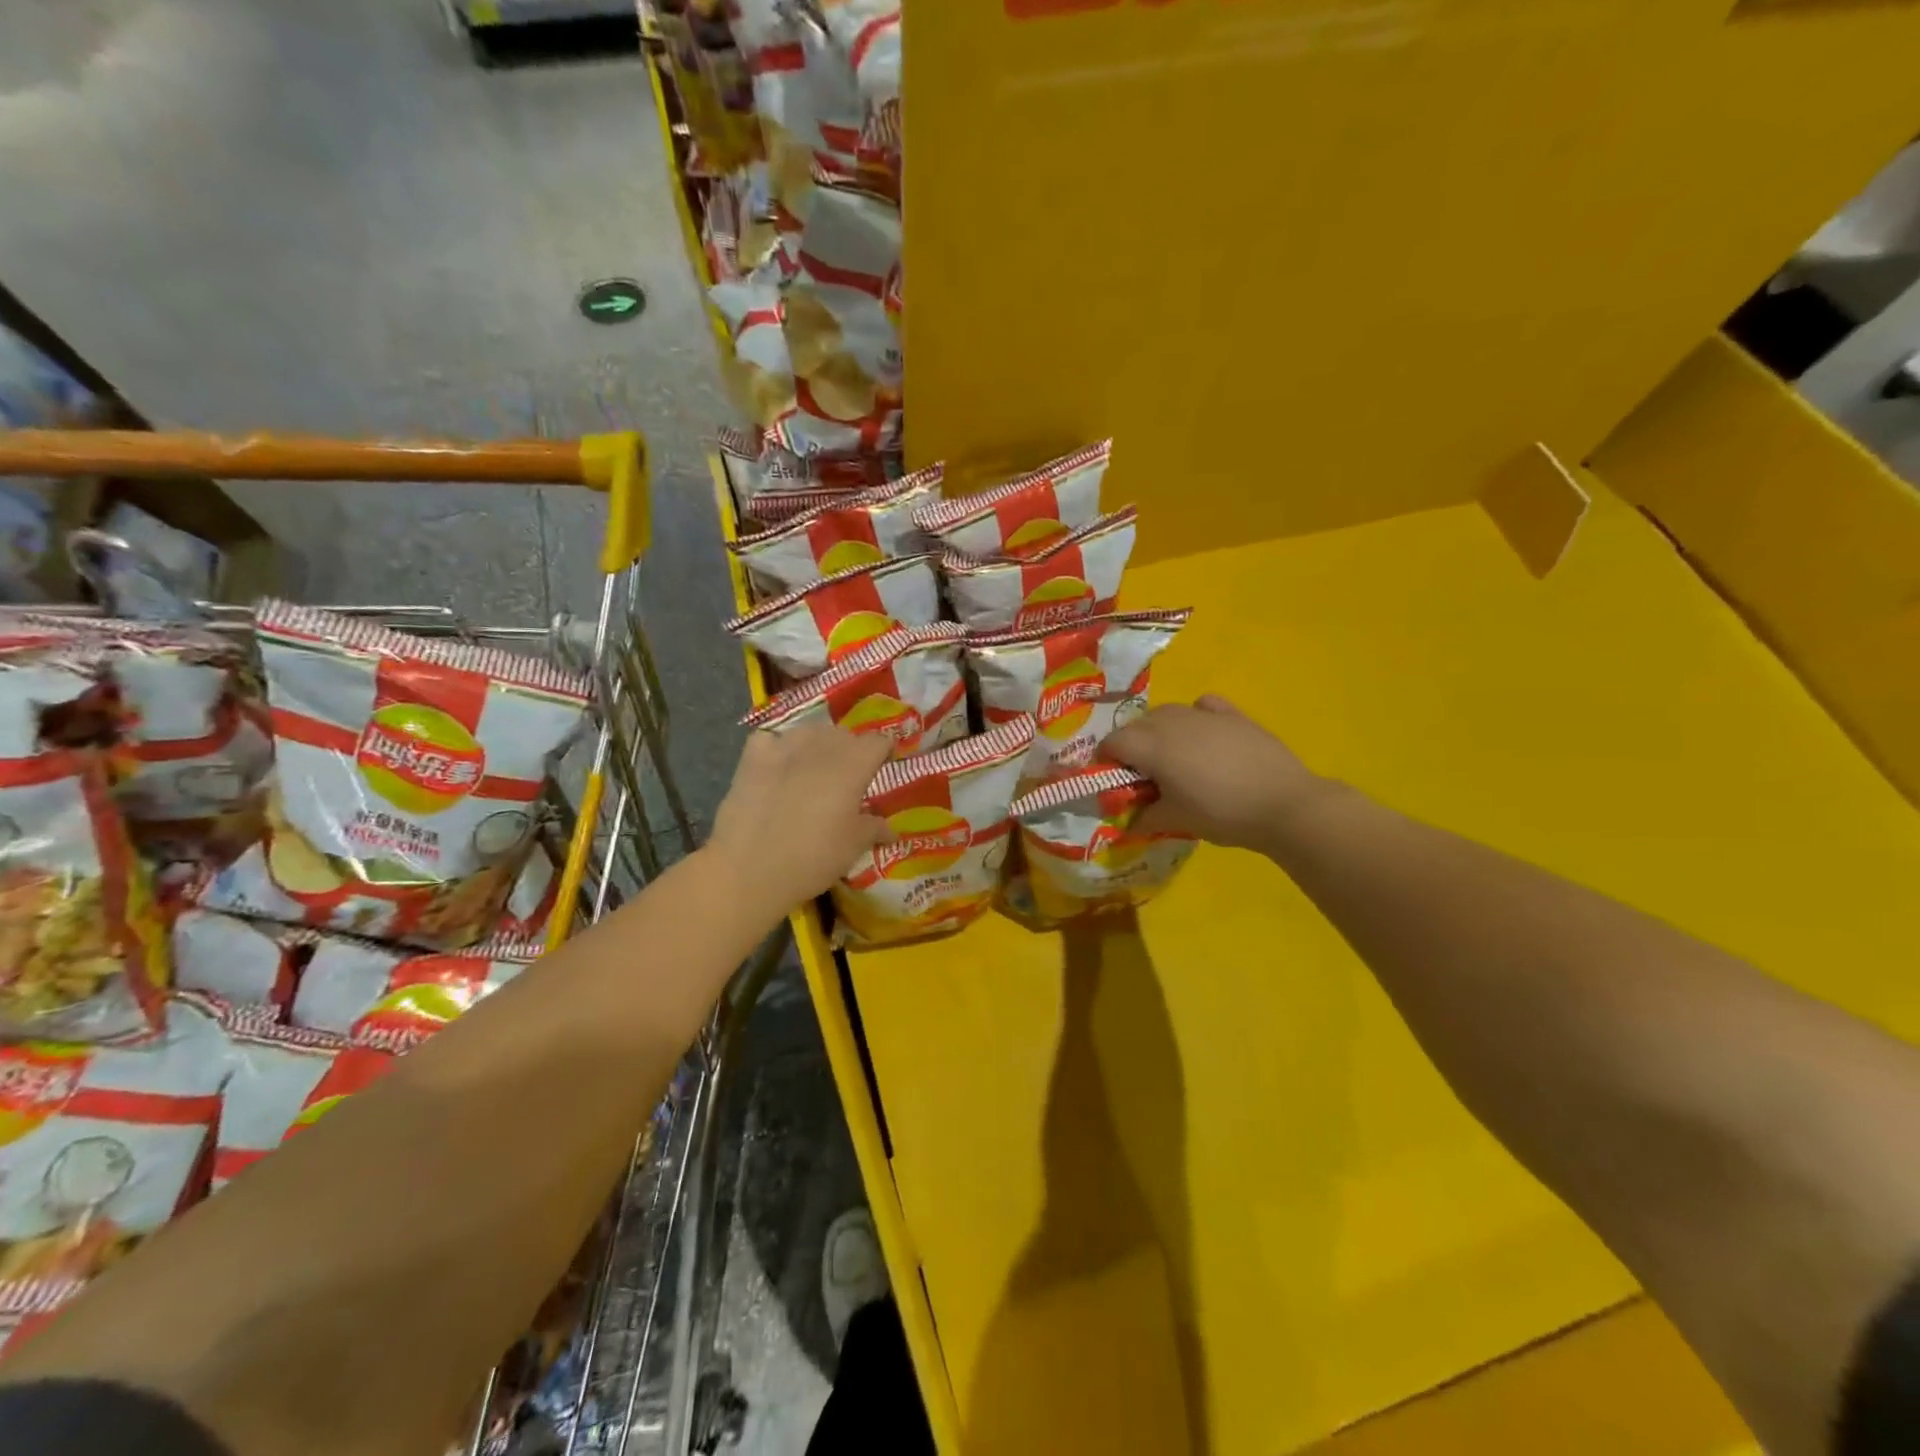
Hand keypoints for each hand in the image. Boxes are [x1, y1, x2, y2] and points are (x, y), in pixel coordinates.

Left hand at [706, 723, 892, 913]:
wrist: (749, 870)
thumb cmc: (813, 859)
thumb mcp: (853, 847)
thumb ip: (874, 828)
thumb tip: (888, 827)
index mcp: (853, 765)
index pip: (878, 742)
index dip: (884, 752)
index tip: (883, 768)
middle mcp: (820, 747)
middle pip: (844, 734)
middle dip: (851, 750)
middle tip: (849, 777)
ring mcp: (783, 748)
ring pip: (809, 731)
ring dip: (818, 744)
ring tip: (814, 768)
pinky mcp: (752, 758)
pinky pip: (770, 738)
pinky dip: (778, 746)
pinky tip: (778, 765)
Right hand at [1103, 695, 1331, 850]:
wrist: (1284, 804)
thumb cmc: (1221, 813)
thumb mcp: (1176, 820)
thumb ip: (1144, 817)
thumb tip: (1129, 821)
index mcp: (1150, 745)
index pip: (1111, 743)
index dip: (1105, 761)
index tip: (1113, 783)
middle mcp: (1170, 721)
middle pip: (1136, 725)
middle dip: (1131, 746)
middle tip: (1142, 776)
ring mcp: (1203, 714)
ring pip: (1166, 713)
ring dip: (1159, 731)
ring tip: (1172, 759)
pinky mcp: (1232, 714)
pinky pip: (1202, 707)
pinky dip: (1194, 717)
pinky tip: (1204, 736)